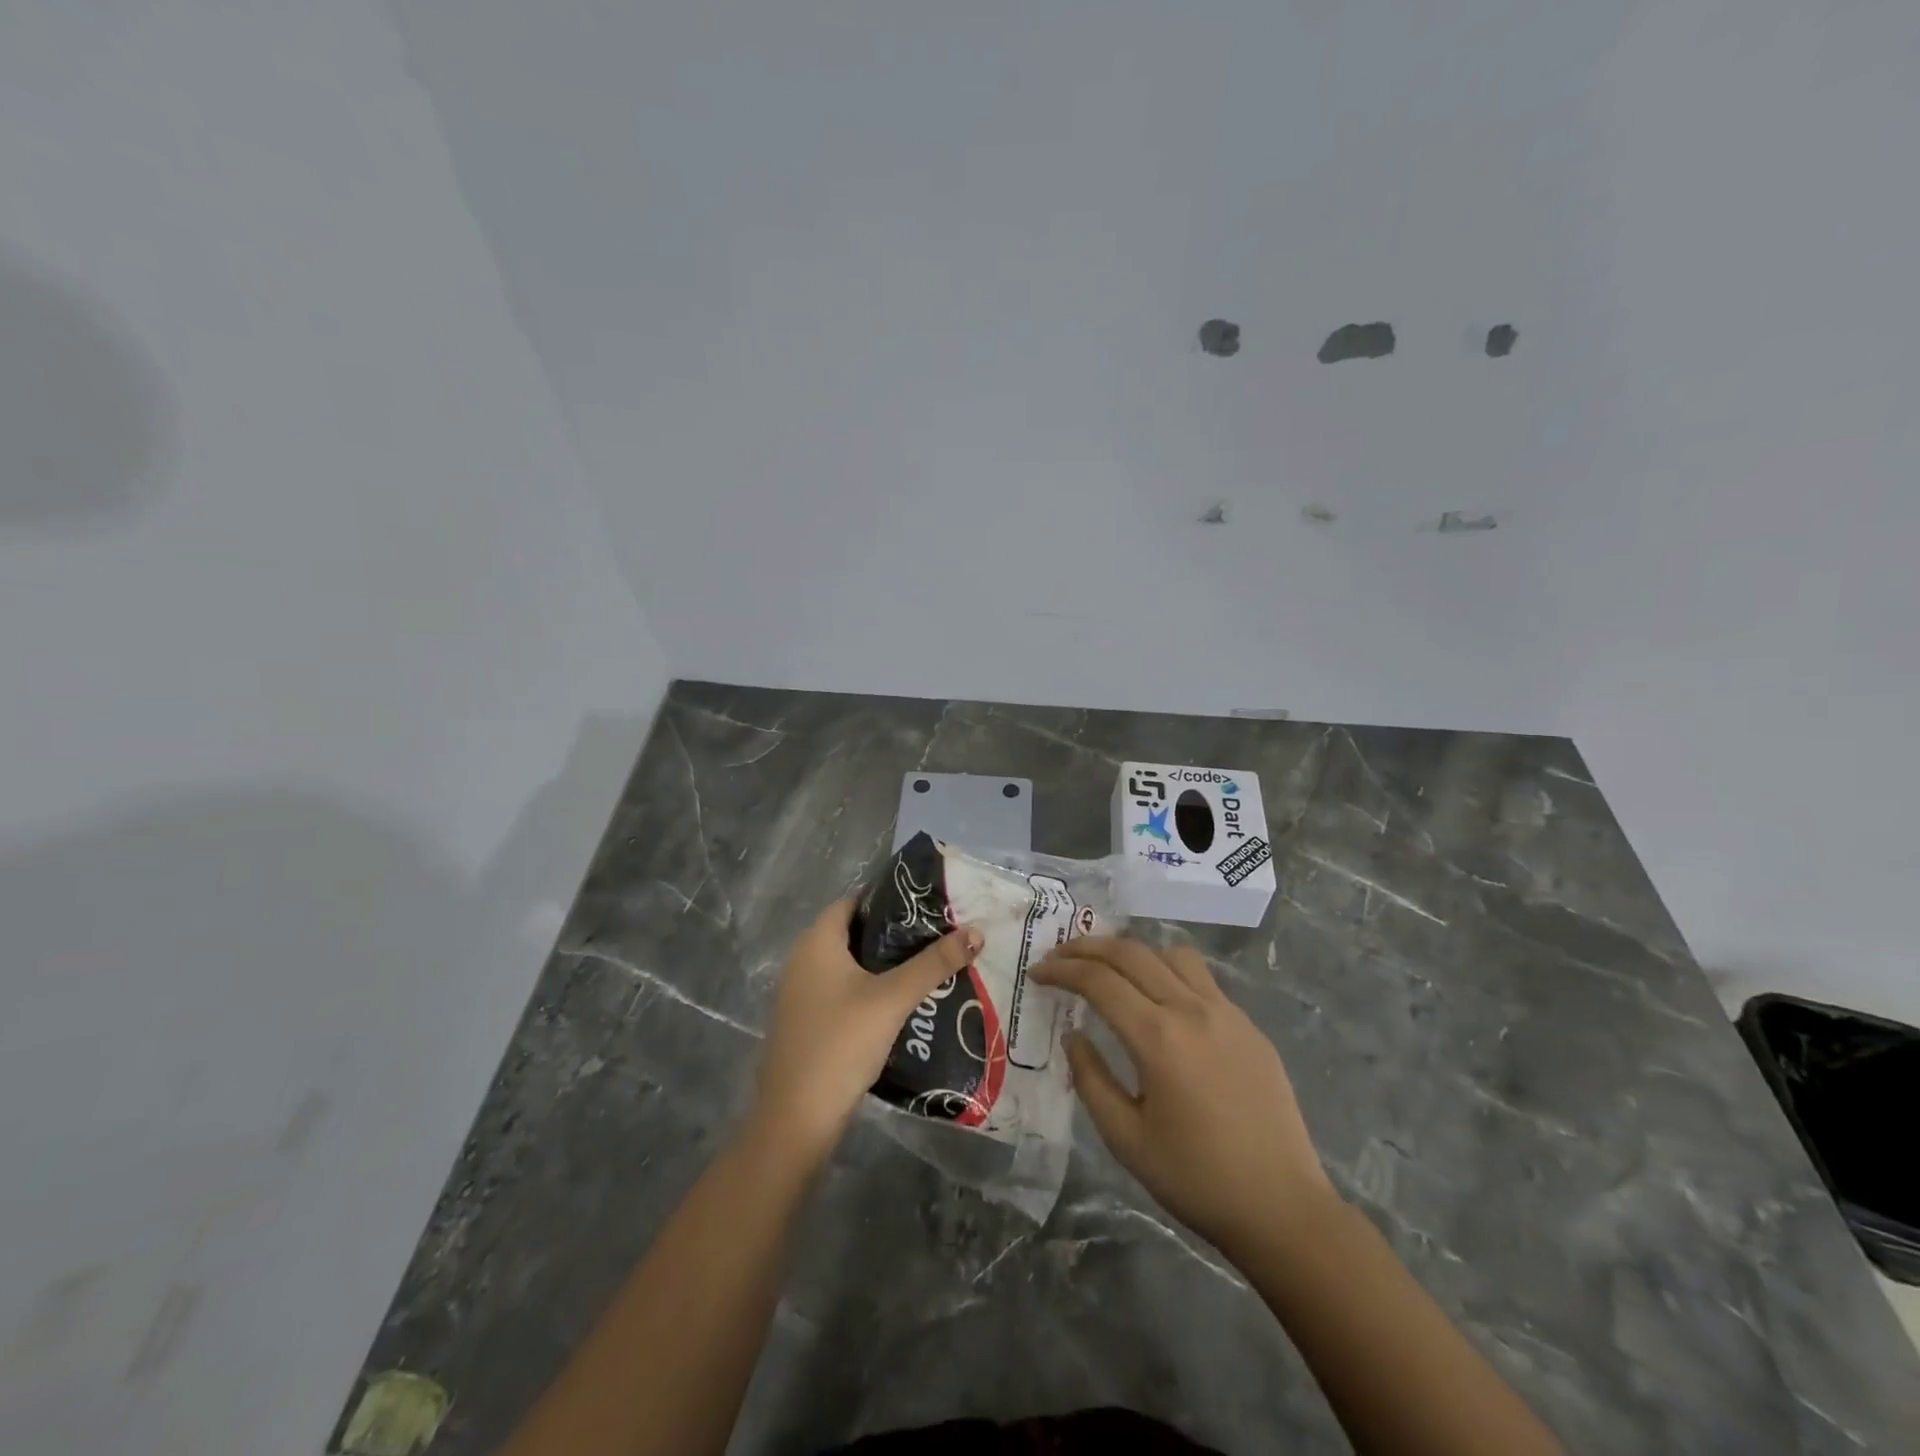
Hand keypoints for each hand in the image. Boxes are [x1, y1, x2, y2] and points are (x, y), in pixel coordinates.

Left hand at [752, 899, 984, 1166]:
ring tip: (929, 965)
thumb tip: (977, 931)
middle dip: (895, 934)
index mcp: (816, 941)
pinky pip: (843, 991)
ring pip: (850, 965)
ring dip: (885, 965)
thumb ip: (934, 963)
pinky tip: (902, 1003)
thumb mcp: (893, 998)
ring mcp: (802, 994)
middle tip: (938, 934)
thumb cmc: (841, 1043)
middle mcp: (803, 960)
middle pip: (854, 933)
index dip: (889, 899)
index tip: (927, 905)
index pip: (854, 901)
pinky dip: (870, 990)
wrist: (796, 1119)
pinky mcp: (807, 1022)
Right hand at [1034, 937, 1336, 1261]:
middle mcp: (1192, 1010)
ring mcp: (1226, 1013)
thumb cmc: (1196, 1180)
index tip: (1038, 974)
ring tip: (1110, 969)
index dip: (1062, 971)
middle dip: (1088, 948)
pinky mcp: (1249, 1025)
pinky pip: (1201, 978)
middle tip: (1060, 957)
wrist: (1283, 1209)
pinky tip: (1159, 999)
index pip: (1099, 981)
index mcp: (1158, 1038)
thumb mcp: (1126, 1139)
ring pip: (1171, 954)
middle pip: (1132, 953)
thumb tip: (1073, 1035)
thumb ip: (1091, 1079)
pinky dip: (1167, 971)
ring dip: (1132, 952)